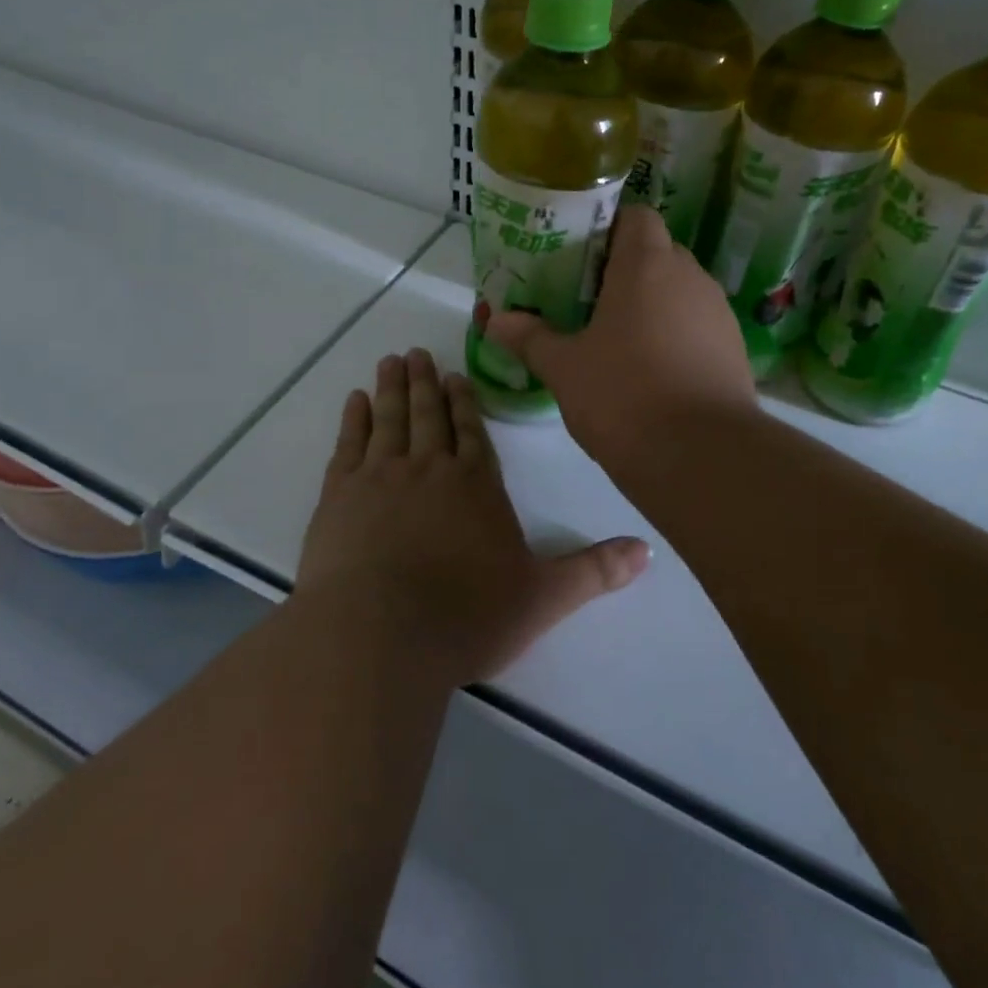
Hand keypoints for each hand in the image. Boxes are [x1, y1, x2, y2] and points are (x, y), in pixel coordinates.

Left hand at [297, 349, 648, 686]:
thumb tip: (648, 551)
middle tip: (418, 352)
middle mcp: (429, 468)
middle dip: (426, 382)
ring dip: (392, 388)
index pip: (473, 431)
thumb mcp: (543, 597)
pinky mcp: (339, 496)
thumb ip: (593, 571)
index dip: (465, 402)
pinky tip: (355, 401)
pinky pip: (349, 444)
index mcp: (476, 484)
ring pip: (390, 419)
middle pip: (429, 415)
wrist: (378, 635)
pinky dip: (353, 419)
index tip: (454, 375)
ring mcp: (380, 477)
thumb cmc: (466, 616)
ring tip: (392, 360)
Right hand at [486, 205, 754, 468]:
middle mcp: (690, 277)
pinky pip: (697, 326)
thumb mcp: (564, 368)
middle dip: (624, 270)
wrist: (701, 456)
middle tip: (586, 299)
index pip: (636, 216)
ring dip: (651, 304)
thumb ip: (530, 338)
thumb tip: (495, 320)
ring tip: (616, 338)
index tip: (580, 255)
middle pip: (657, 253)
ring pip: (679, 291)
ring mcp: (718, 313)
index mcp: (647, 265)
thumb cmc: (623, 396)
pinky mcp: (734, 350)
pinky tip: (650, 371)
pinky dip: (674, 335)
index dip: (608, 227)